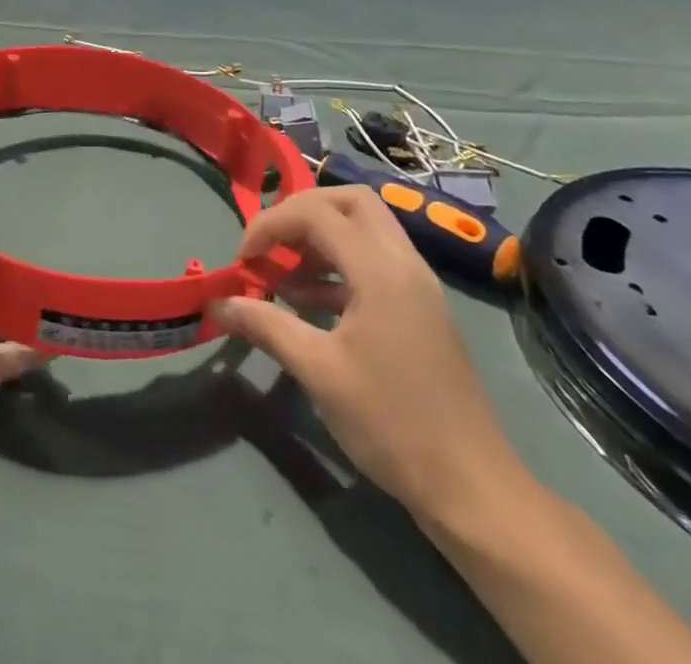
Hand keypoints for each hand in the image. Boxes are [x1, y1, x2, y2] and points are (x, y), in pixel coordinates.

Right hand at [211, 186, 520, 525]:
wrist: (472, 488)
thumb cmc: (391, 423)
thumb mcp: (318, 372)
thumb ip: (266, 325)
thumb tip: (217, 303)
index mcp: (381, 270)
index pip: (316, 212)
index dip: (271, 224)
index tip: (243, 259)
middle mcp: (404, 263)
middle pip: (349, 201)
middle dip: (301, 212)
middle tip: (271, 244)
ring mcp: (418, 285)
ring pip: (365, 228)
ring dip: (320, 237)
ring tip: (283, 273)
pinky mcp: (421, 308)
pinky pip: (375, 260)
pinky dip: (338, 264)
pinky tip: (309, 301)